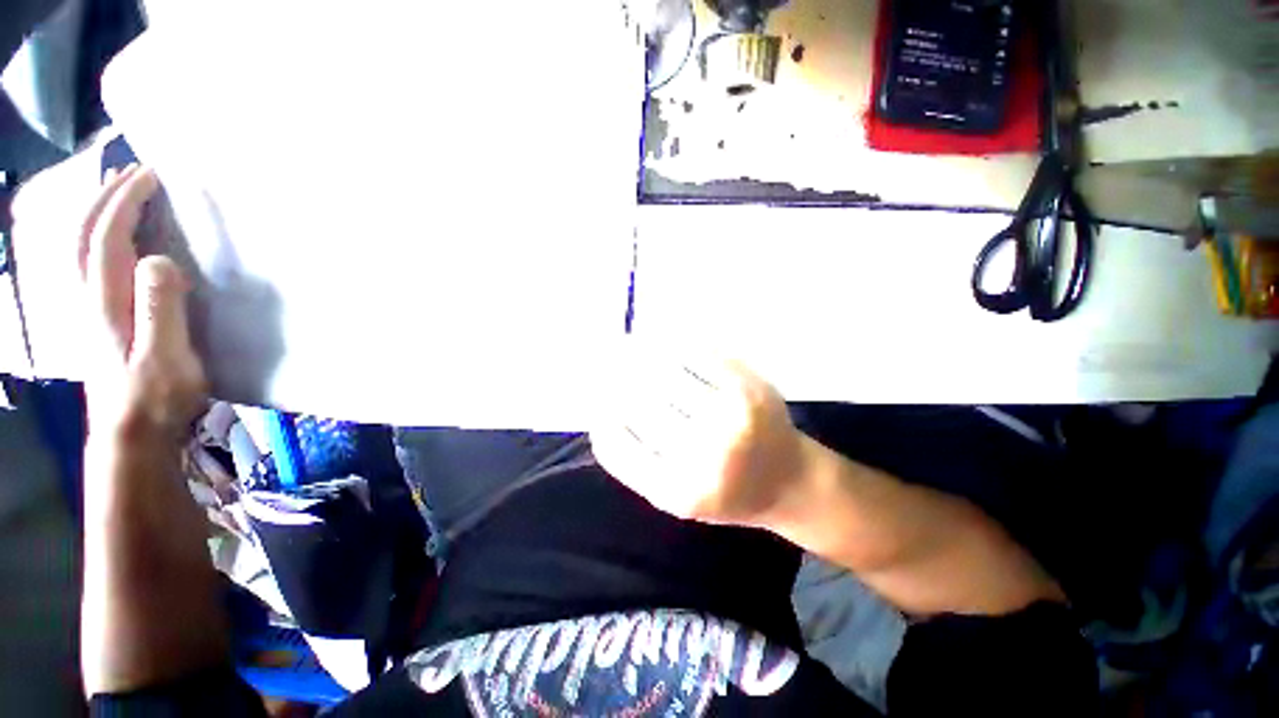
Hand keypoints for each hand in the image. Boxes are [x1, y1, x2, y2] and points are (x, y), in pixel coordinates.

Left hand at [80, 165, 205, 440]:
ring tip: (120, 192)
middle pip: (87, 234)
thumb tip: (160, 258)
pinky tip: (112, 238)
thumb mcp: (165, 358)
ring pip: (82, 247)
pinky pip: (90, 265)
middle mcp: (90, 297)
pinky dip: (98, 239)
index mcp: (106, 301)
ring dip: (98, 212)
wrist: (131, 436)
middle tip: (135, 171)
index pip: (108, 235)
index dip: (126, 200)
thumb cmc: (155, 399)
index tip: (151, 174)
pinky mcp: (99, 321)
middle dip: (108, 196)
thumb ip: (160, 308)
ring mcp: (90, 309)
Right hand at [590, 351, 809, 527]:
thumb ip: (637, 465)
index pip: (616, 446)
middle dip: (615, 379)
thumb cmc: (728, 494)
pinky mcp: (752, 389)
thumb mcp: (677, 497)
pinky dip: (674, 346)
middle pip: (639, 403)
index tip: (595, 401)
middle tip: (604, 362)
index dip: (599, 418)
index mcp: (679, 492)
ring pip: (666, 372)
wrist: (791, 482)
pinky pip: (700, 356)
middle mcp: (706, 455)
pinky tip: (661, 342)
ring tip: (626, 346)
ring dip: (639, 355)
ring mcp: (732, 417)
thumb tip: (601, 417)